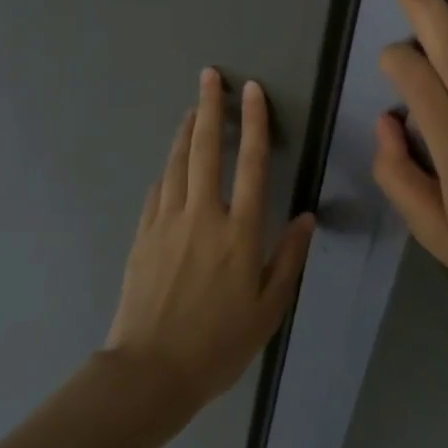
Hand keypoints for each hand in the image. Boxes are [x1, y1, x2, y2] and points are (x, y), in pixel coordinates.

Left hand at [107, 68, 316, 410]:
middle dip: (210, 108)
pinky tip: (171, 164)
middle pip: (206, 150)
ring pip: (177, 163)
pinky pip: (157, 190)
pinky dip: (168, 169)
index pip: (251, 164)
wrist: (151, 370)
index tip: (252, 91)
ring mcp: (166, 222)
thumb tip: (305, 217)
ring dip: (187, 132)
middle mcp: (202, 216)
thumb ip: (288, 259)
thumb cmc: (219, 344)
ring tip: (193, 109)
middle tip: (210, 77)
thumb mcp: (269, 309)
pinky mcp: (142, 235)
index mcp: (239, 232)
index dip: (254, 124)